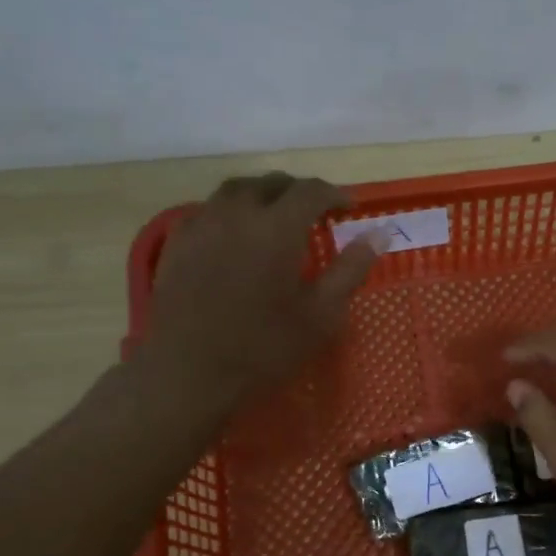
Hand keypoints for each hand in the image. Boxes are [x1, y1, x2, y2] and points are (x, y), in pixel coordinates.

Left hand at [148, 173, 377, 408]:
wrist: (189, 372)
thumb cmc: (263, 348)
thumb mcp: (321, 315)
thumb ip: (350, 269)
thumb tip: (379, 233)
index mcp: (277, 227)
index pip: (311, 191)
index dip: (334, 194)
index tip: (349, 207)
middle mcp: (238, 213)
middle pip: (271, 183)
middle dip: (297, 191)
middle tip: (314, 211)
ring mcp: (202, 224)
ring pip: (236, 190)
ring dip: (262, 194)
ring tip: (274, 214)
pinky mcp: (176, 242)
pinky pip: (208, 210)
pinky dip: (230, 211)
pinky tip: (234, 233)